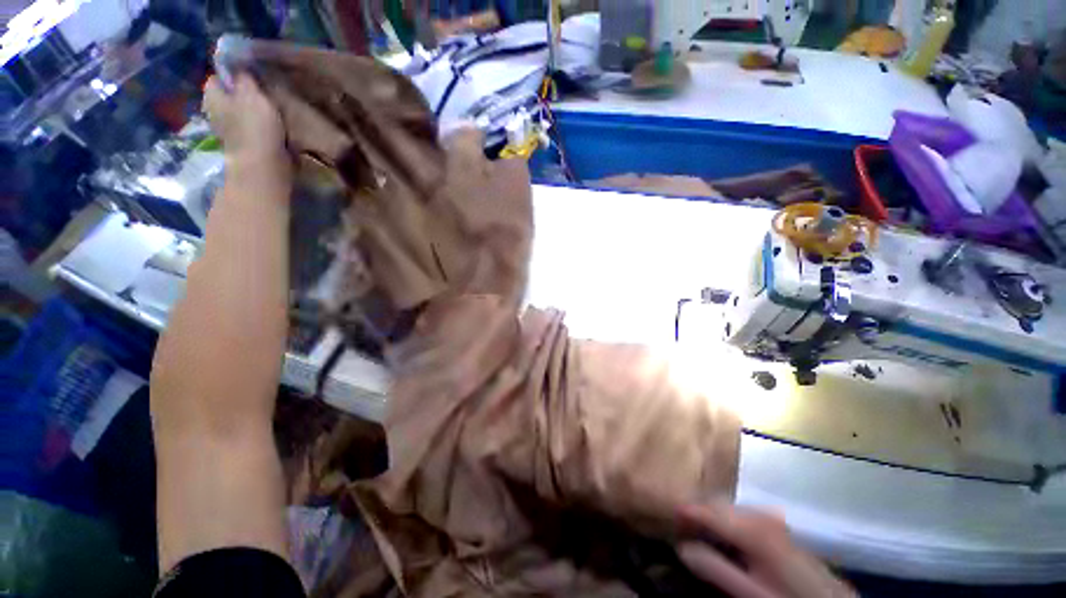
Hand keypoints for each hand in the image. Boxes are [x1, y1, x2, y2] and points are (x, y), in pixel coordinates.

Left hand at [203, 73, 286, 168]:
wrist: (263, 165)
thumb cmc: (256, 126)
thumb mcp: (253, 94)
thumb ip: (245, 78)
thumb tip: (240, 67)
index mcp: (212, 96)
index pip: (217, 77)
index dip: (233, 74)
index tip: (252, 76)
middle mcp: (214, 112)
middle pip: (228, 96)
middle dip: (243, 94)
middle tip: (264, 94)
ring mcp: (227, 131)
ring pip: (239, 113)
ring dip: (253, 112)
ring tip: (272, 111)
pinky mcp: (242, 146)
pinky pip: (250, 129)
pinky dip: (259, 128)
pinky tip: (273, 129)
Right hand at [677, 504, 855, 597]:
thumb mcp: (750, 593)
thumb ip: (715, 569)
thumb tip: (681, 546)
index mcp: (753, 528)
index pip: (708, 509)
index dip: (685, 510)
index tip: (665, 513)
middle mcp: (760, 515)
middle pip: (717, 503)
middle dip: (695, 510)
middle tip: (677, 525)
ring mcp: (770, 518)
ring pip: (728, 507)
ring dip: (709, 515)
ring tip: (694, 529)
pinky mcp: (776, 527)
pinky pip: (740, 515)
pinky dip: (724, 520)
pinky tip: (720, 535)